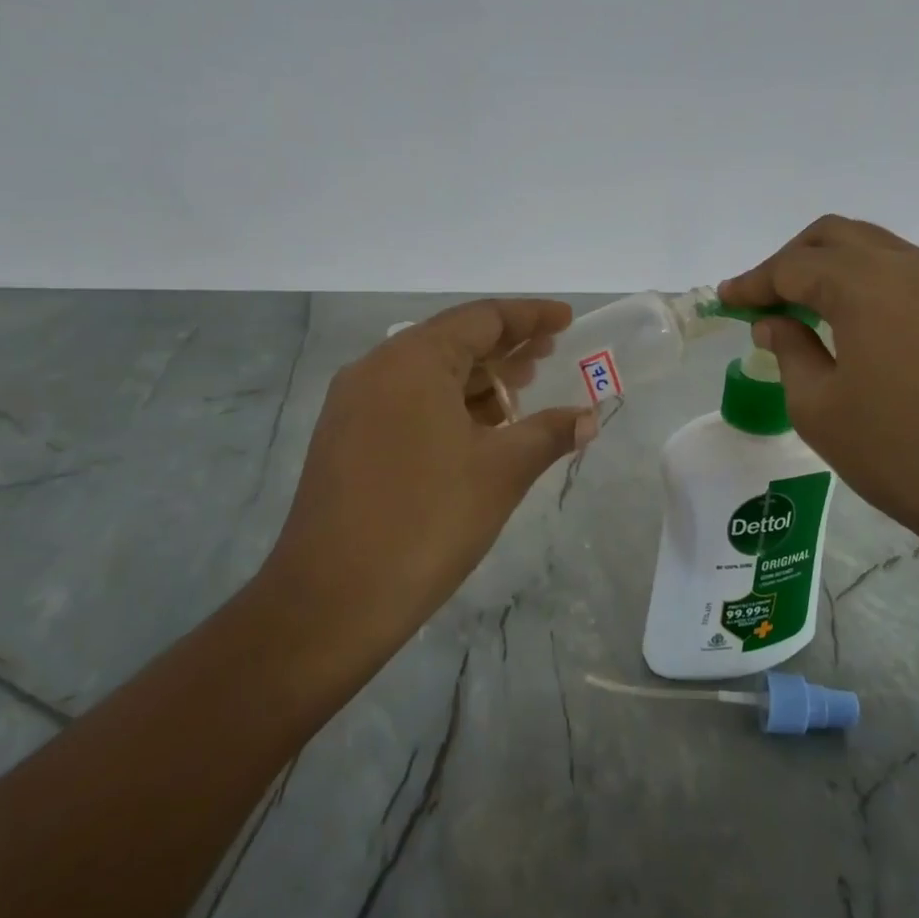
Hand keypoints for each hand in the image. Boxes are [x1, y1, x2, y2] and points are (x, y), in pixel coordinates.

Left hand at [255, 299, 594, 683]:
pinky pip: (406, 401)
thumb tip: (587, 418)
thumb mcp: (501, 472)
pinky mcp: (344, 437)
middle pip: (453, 340)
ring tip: (522, 390)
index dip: (530, 316)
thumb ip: (549, 433)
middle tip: (551, 354)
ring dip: (477, 378)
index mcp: (412, 360)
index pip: (482, 318)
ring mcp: (354, 404)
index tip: (567, 319)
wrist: (331, 601)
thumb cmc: (427, 522)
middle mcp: (377, 368)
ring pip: (428, 373)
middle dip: (505, 347)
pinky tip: (478, 429)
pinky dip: (448, 404)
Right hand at [719, 217, 918, 636]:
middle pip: (834, 238)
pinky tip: (858, 324)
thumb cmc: (902, 454)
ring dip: (832, 268)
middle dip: (790, 261)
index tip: (725, 300)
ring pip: (875, 250)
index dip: (752, 282)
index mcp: (865, 284)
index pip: (792, 266)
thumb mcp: (820, 408)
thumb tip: (773, 324)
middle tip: (764, 301)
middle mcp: (910, 265)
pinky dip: (869, 283)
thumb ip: (789, 352)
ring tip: (806, 311)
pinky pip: (907, 274)